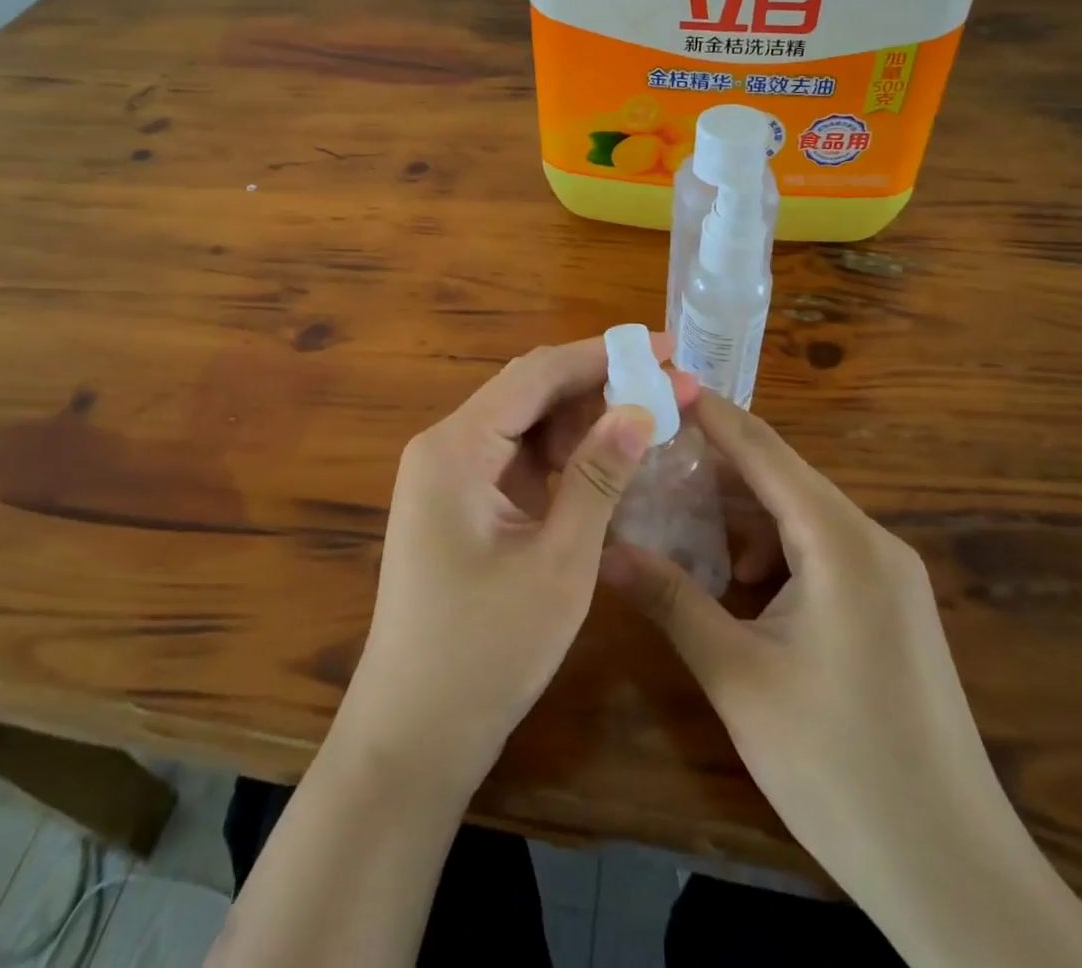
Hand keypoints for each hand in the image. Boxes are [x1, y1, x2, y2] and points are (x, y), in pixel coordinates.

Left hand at [335, 336, 697, 790]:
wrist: (413, 735)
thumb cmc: (484, 654)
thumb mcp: (557, 563)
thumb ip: (598, 477)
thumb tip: (640, 408)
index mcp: (456, 448)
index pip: (537, 374)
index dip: (603, 354)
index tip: (664, 347)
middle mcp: (445, 446)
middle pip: (529, 391)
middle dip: (599, 384)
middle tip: (667, 387)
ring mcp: (449, 475)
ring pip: (526, 423)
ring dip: (584, 419)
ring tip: (649, 421)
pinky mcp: (460, 502)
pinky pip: (517, 458)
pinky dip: (563, 455)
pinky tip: (608, 462)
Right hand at [602, 394, 1081, 967]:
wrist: (956, 876)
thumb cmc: (839, 767)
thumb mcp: (737, 676)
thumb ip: (670, 599)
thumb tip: (602, 549)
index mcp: (839, 542)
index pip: (763, 449)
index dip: (709, 412)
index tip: (660, 382)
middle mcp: (871, 541)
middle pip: (780, 478)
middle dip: (713, 465)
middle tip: (646, 452)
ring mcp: (888, 576)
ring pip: (798, 517)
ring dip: (738, 515)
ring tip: (673, 518)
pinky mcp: (890, 608)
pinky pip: (818, 553)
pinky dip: (770, 552)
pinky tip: (731, 582)